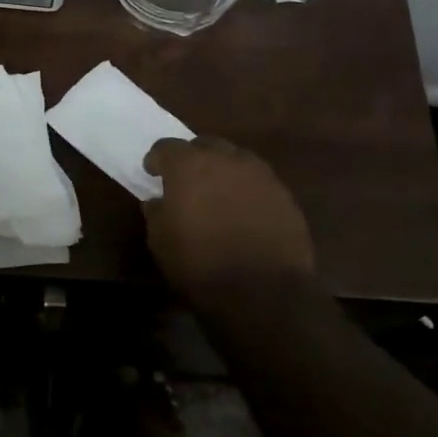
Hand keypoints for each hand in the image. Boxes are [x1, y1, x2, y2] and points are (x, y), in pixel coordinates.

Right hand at [143, 137, 314, 302]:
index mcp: (189, 165)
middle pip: (205, 145)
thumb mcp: (160, 241)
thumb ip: (156, 212)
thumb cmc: (200, 264)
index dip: (157, 159)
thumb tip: (159, 201)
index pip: (166, 147)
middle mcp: (226, 159)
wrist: (262, 292)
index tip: (153, 174)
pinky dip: (246, 190)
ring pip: (235, 160)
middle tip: (186, 181)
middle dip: (193, 158)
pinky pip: (258, 181)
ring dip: (222, 171)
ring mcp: (260, 174)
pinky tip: (243, 212)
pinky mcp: (284, 194)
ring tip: (217, 195)